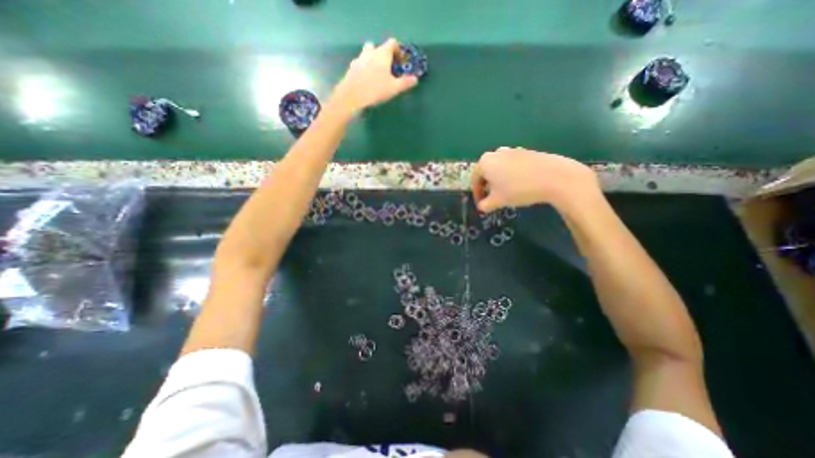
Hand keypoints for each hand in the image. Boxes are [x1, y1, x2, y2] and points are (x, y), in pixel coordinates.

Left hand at [331, 38, 419, 113]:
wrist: (352, 96)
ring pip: (367, 54)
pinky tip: (367, 81)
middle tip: (387, 68)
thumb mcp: (394, 88)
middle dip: (383, 54)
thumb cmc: (375, 90)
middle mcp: (370, 52)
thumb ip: (405, 83)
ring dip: (373, 60)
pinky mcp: (351, 68)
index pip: (392, 43)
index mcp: (382, 53)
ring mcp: (359, 59)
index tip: (401, 61)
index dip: (398, 50)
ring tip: (377, 75)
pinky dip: (365, 69)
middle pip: (377, 46)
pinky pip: (360, 64)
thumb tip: (415, 79)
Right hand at [468, 146, 599, 213]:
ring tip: (507, 192)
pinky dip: (511, 175)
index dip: (477, 194)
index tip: (481, 204)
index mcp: (485, 162)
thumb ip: (485, 205)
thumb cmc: (518, 189)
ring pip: (500, 167)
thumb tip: (481, 207)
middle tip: (493, 198)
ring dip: (500, 180)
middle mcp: (496, 152)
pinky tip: (520, 185)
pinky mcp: (527, 151)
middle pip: (487, 172)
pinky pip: (513, 165)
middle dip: (488, 186)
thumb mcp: (498, 201)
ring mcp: (512, 150)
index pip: (475, 179)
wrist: (553, 177)